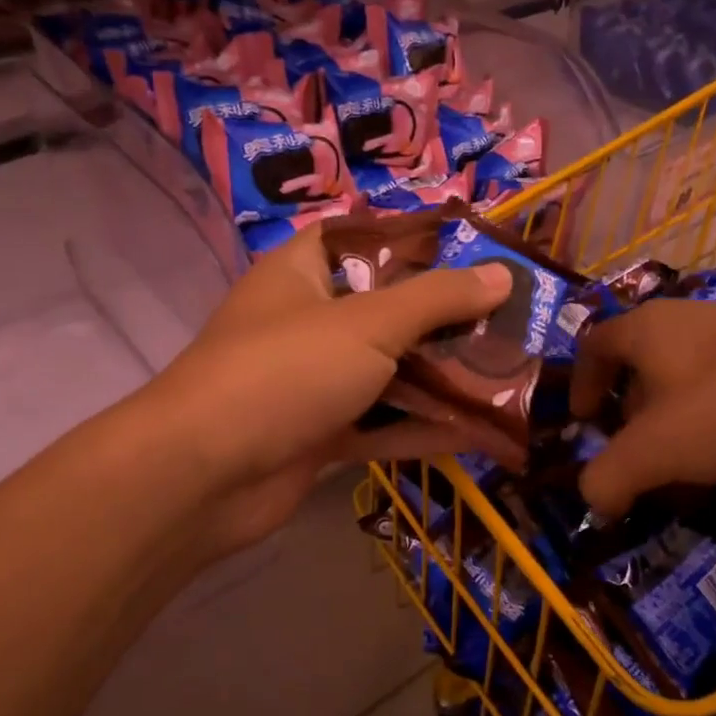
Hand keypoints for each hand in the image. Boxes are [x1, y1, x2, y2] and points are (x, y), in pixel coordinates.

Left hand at [134, 229, 512, 557]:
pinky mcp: (317, 436)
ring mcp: (310, 383)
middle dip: (445, 319)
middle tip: (511, 321)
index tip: (474, 251)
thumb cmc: (284, 371)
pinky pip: (379, 424)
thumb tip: (501, 275)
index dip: (416, 241)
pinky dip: (422, 427)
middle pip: (385, 311)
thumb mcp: (368, 324)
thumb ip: (436, 299)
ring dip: (441, 379)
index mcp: (301, 273)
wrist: (204, 476)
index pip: (363, 239)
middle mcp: (306, 323)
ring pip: (387, 373)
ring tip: (509, 375)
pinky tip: (479, 432)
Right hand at [570, 298, 715, 518]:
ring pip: (685, 376)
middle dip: (629, 411)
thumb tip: (593, 499)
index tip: (582, 421)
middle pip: (639, 364)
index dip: (580, 383)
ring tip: (685, 465)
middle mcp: (685, 319)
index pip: (593, 345)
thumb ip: (610, 477)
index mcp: (645, 329)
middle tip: (635, 453)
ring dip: (674, 419)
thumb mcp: (655, 450)